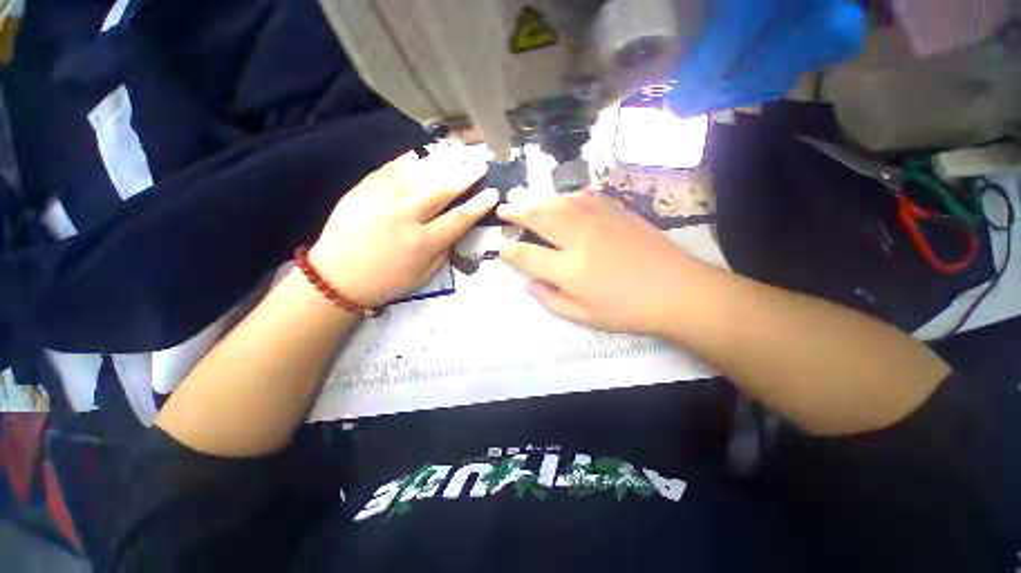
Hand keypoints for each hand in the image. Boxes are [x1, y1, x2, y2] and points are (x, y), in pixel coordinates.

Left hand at [310, 150, 498, 306]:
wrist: (336, 278)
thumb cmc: (386, 282)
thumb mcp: (423, 277)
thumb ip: (443, 252)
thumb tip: (455, 230)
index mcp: (423, 242)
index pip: (459, 218)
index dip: (479, 205)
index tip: (493, 192)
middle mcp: (405, 217)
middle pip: (441, 190)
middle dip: (465, 175)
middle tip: (479, 164)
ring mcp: (381, 200)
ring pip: (417, 175)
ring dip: (440, 162)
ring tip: (456, 154)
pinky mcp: (362, 191)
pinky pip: (388, 171)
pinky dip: (405, 162)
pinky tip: (418, 155)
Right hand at [498, 191, 697, 334]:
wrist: (676, 289)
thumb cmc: (627, 310)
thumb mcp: (584, 316)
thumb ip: (551, 300)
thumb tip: (529, 285)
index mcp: (569, 269)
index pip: (528, 255)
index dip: (511, 252)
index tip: (504, 249)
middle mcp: (579, 238)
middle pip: (538, 217)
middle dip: (516, 211)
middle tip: (504, 209)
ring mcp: (598, 220)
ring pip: (558, 201)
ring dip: (537, 200)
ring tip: (526, 203)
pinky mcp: (615, 210)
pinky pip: (582, 196)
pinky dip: (565, 197)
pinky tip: (561, 201)